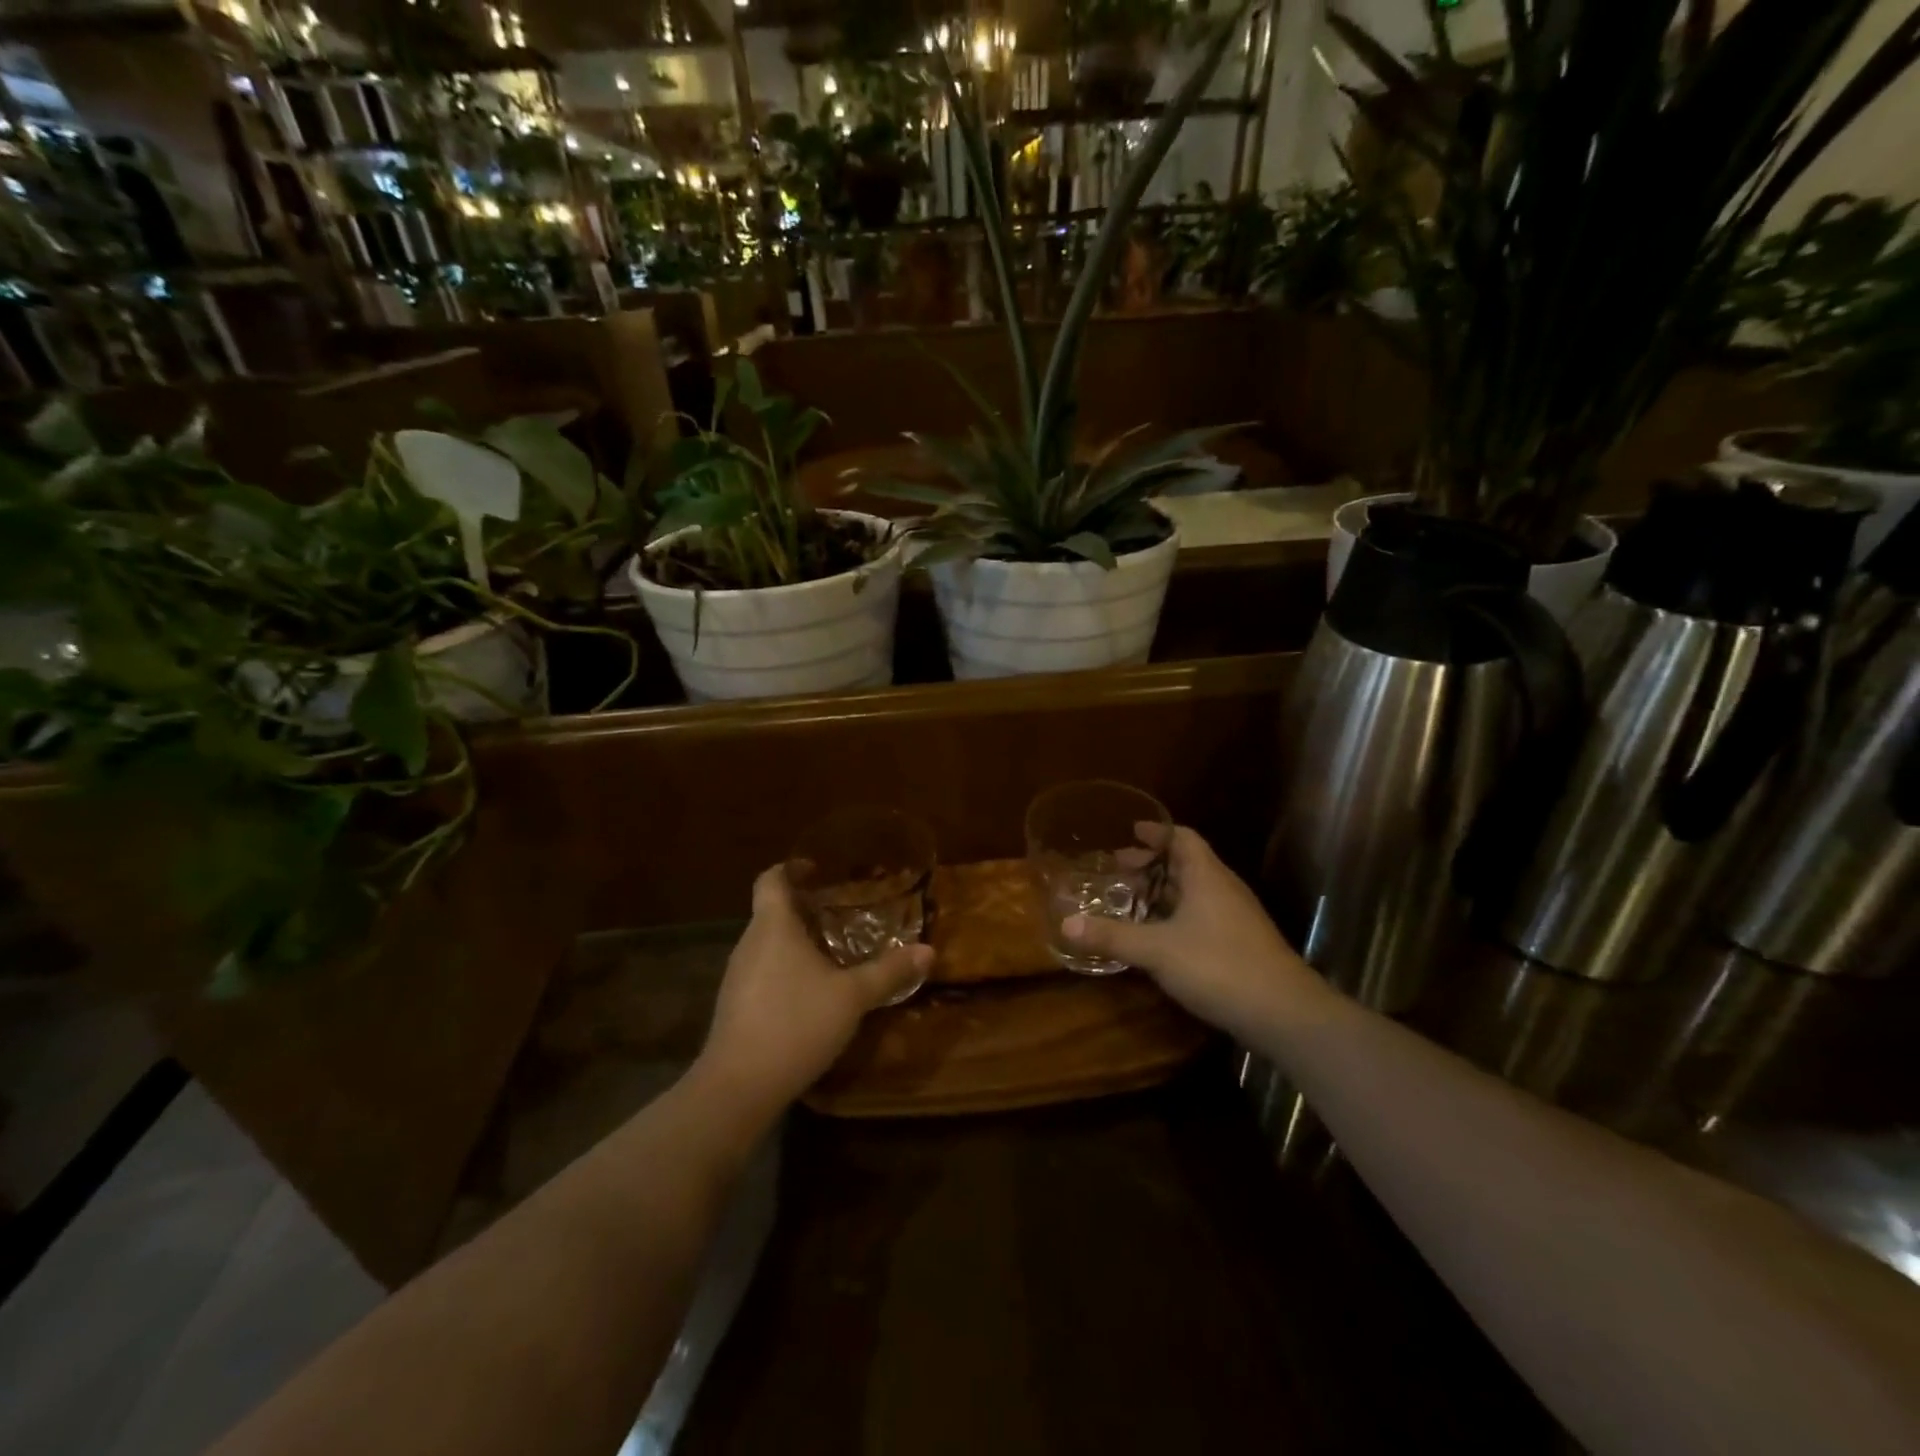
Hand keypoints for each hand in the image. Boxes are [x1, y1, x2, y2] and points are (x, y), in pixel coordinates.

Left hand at [696, 865, 931, 1112]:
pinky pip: (763, 971)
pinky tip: (811, 992)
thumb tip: (929, 950)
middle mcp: (749, 943)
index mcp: (773, 926)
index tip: (817, 868)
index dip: (791, 868)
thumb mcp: (852, 997)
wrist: (738, 1087)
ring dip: (796, 940)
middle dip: (804, 907)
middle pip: (772, 911)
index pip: (771, 879)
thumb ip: (889, 971)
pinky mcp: (735, 1006)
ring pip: (767, 944)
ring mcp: (737, 976)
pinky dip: (786, 969)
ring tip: (832, 950)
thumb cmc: (796, 1024)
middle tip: (841, 910)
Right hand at [1062, 826, 1324, 1042]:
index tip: (1129, 831)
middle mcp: (1223, 889)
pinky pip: (1202, 916)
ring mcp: (1236, 918)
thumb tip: (1066, 924)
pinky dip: (1176, 916)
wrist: (1285, 1014)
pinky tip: (1158, 937)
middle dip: (1152, 864)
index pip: (1182, 838)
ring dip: (1164, 892)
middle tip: (1118, 868)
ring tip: (1131, 900)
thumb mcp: (1157, 951)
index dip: (1156, 832)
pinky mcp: (1240, 945)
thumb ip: (1112, 936)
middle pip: (1186, 864)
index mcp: (1206, 876)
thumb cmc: (1219, 966)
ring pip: (1195, 892)